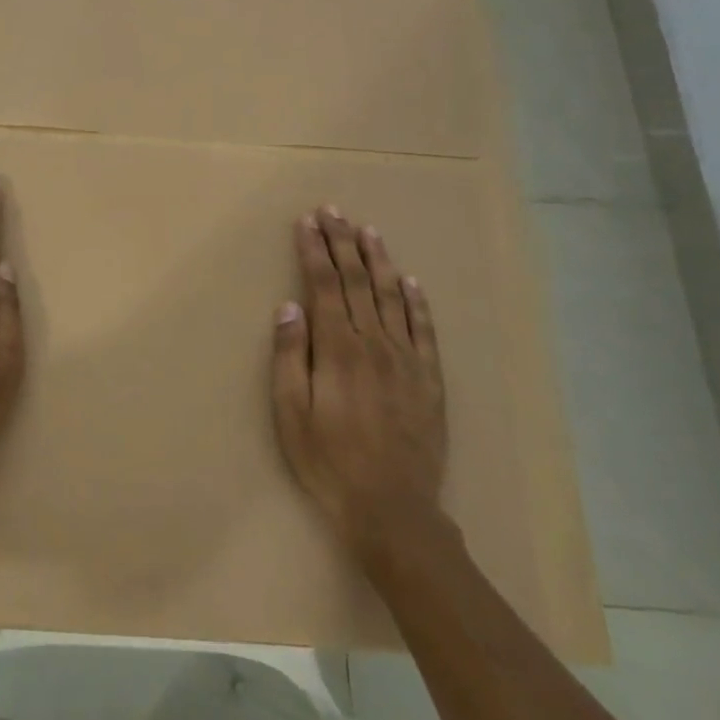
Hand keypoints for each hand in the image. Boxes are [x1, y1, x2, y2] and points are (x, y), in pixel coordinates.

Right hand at [271, 207, 448, 560]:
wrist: (393, 508)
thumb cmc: (329, 461)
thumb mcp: (291, 413)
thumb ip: (290, 356)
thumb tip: (289, 306)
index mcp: (338, 349)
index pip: (324, 285)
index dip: (314, 251)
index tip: (307, 222)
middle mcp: (374, 343)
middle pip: (357, 281)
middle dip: (342, 243)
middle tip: (333, 211)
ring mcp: (407, 359)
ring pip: (392, 296)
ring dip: (379, 260)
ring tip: (368, 230)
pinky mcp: (429, 379)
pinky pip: (423, 329)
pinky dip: (417, 301)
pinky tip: (411, 281)